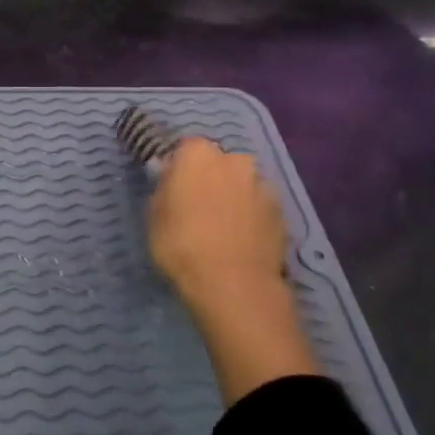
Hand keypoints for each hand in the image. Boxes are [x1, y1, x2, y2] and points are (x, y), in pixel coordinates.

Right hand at [147, 137, 319, 402]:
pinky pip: (258, 207)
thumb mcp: (153, 215)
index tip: (172, 191)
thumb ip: (163, 189)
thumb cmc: (181, 244)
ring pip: (241, 184)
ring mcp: (262, 184)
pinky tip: (240, 241)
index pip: (185, 149)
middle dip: (209, 179)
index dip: (178, 169)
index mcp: (198, 154)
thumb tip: (171, 180)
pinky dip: (250, 217)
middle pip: (217, 164)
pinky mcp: (281, 211)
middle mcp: (234, 160)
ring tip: (221, 229)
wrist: (233, 284)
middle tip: (196, 209)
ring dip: (232, 197)